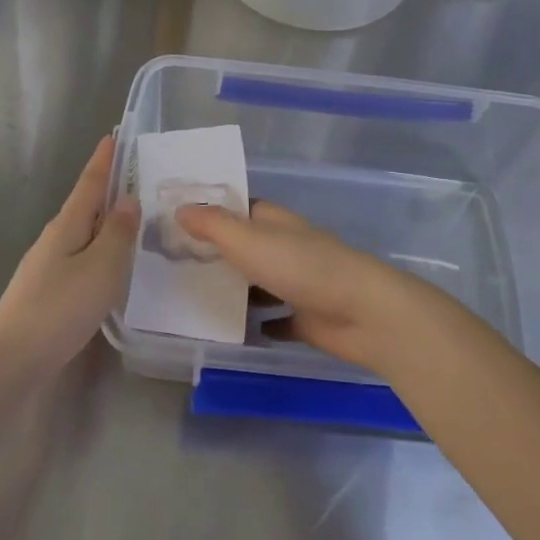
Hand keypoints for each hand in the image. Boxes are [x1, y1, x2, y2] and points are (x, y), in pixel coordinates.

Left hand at [0, 135, 139, 374]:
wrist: (10, 361)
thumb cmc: (59, 308)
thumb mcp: (100, 268)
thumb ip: (117, 234)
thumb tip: (127, 199)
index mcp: (67, 226)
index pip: (90, 184)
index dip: (103, 161)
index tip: (113, 136)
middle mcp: (55, 240)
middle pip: (86, 207)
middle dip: (108, 191)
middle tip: (138, 180)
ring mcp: (48, 267)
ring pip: (84, 235)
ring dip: (106, 224)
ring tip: (133, 222)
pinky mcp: (48, 293)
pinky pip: (81, 260)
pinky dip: (100, 253)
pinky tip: (111, 268)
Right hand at [175, 200, 472, 378]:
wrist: (363, 313)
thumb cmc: (302, 267)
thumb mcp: (249, 241)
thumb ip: (214, 225)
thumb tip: (180, 208)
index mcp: (275, 222)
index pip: (239, 209)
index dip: (212, 211)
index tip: (177, 220)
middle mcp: (287, 247)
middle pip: (248, 246)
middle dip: (218, 252)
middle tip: (176, 263)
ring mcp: (299, 283)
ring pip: (261, 282)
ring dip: (237, 289)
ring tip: (194, 298)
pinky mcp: (308, 318)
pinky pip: (277, 319)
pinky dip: (260, 322)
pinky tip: (235, 331)